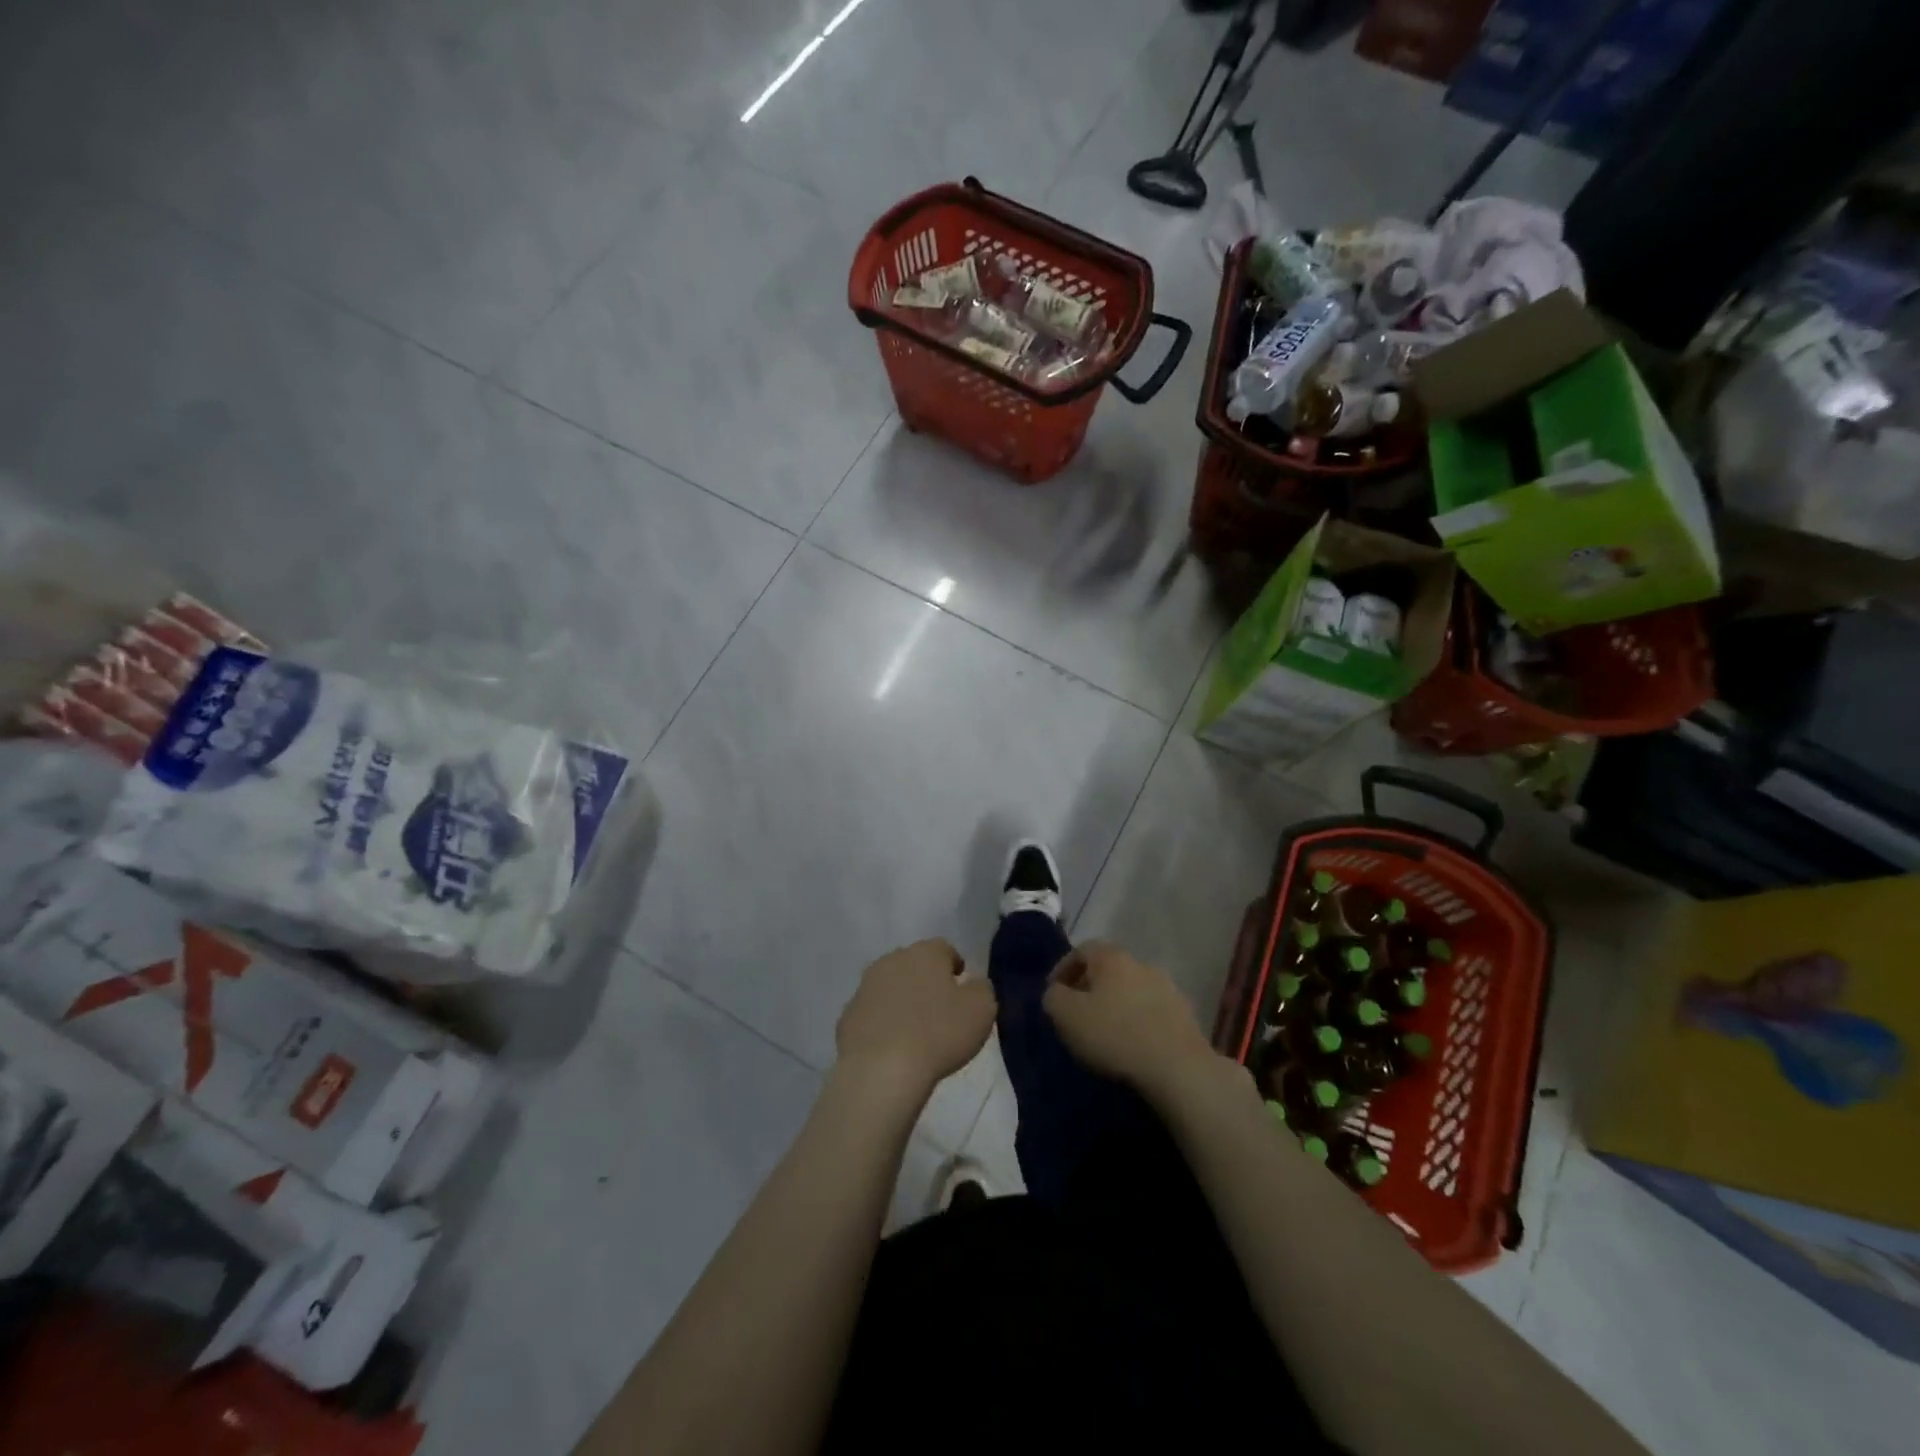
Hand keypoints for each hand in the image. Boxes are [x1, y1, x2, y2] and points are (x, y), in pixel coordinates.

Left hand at [835, 939, 995, 1099]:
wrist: (881, 1071)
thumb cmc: (939, 1034)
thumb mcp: (982, 1010)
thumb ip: (982, 988)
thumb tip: (973, 984)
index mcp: (925, 953)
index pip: (945, 949)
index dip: (956, 969)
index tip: (963, 994)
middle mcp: (892, 960)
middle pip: (914, 965)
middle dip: (927, 982)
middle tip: (940, 1012)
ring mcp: (865, 987)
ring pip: (890, 987)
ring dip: (902, 1001)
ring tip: (916, 1033)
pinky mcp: (847, 1016)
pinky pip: (872, 1014)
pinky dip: (882, 1024)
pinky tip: (892, 1048)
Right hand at [1042, 941, 1230, 1102]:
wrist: (1178, 1068)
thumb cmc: (1115, 1035)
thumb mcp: (1066, 1016)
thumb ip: (1053, 997)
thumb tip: (1056, 993)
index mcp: (1112, 957)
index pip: (1081, 950)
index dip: (1063, 969)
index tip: (1053, 993)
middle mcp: (1141, 963)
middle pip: (1108, 968)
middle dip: (1089, 987)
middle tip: (1076, 1012)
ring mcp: (1167, 987)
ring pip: (1131, 989)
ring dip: (1115, 1004)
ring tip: (1105, 1031)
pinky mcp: (1184, 1014)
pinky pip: (1151, 1010)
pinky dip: (1137, 1020)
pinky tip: (1132, 1043)